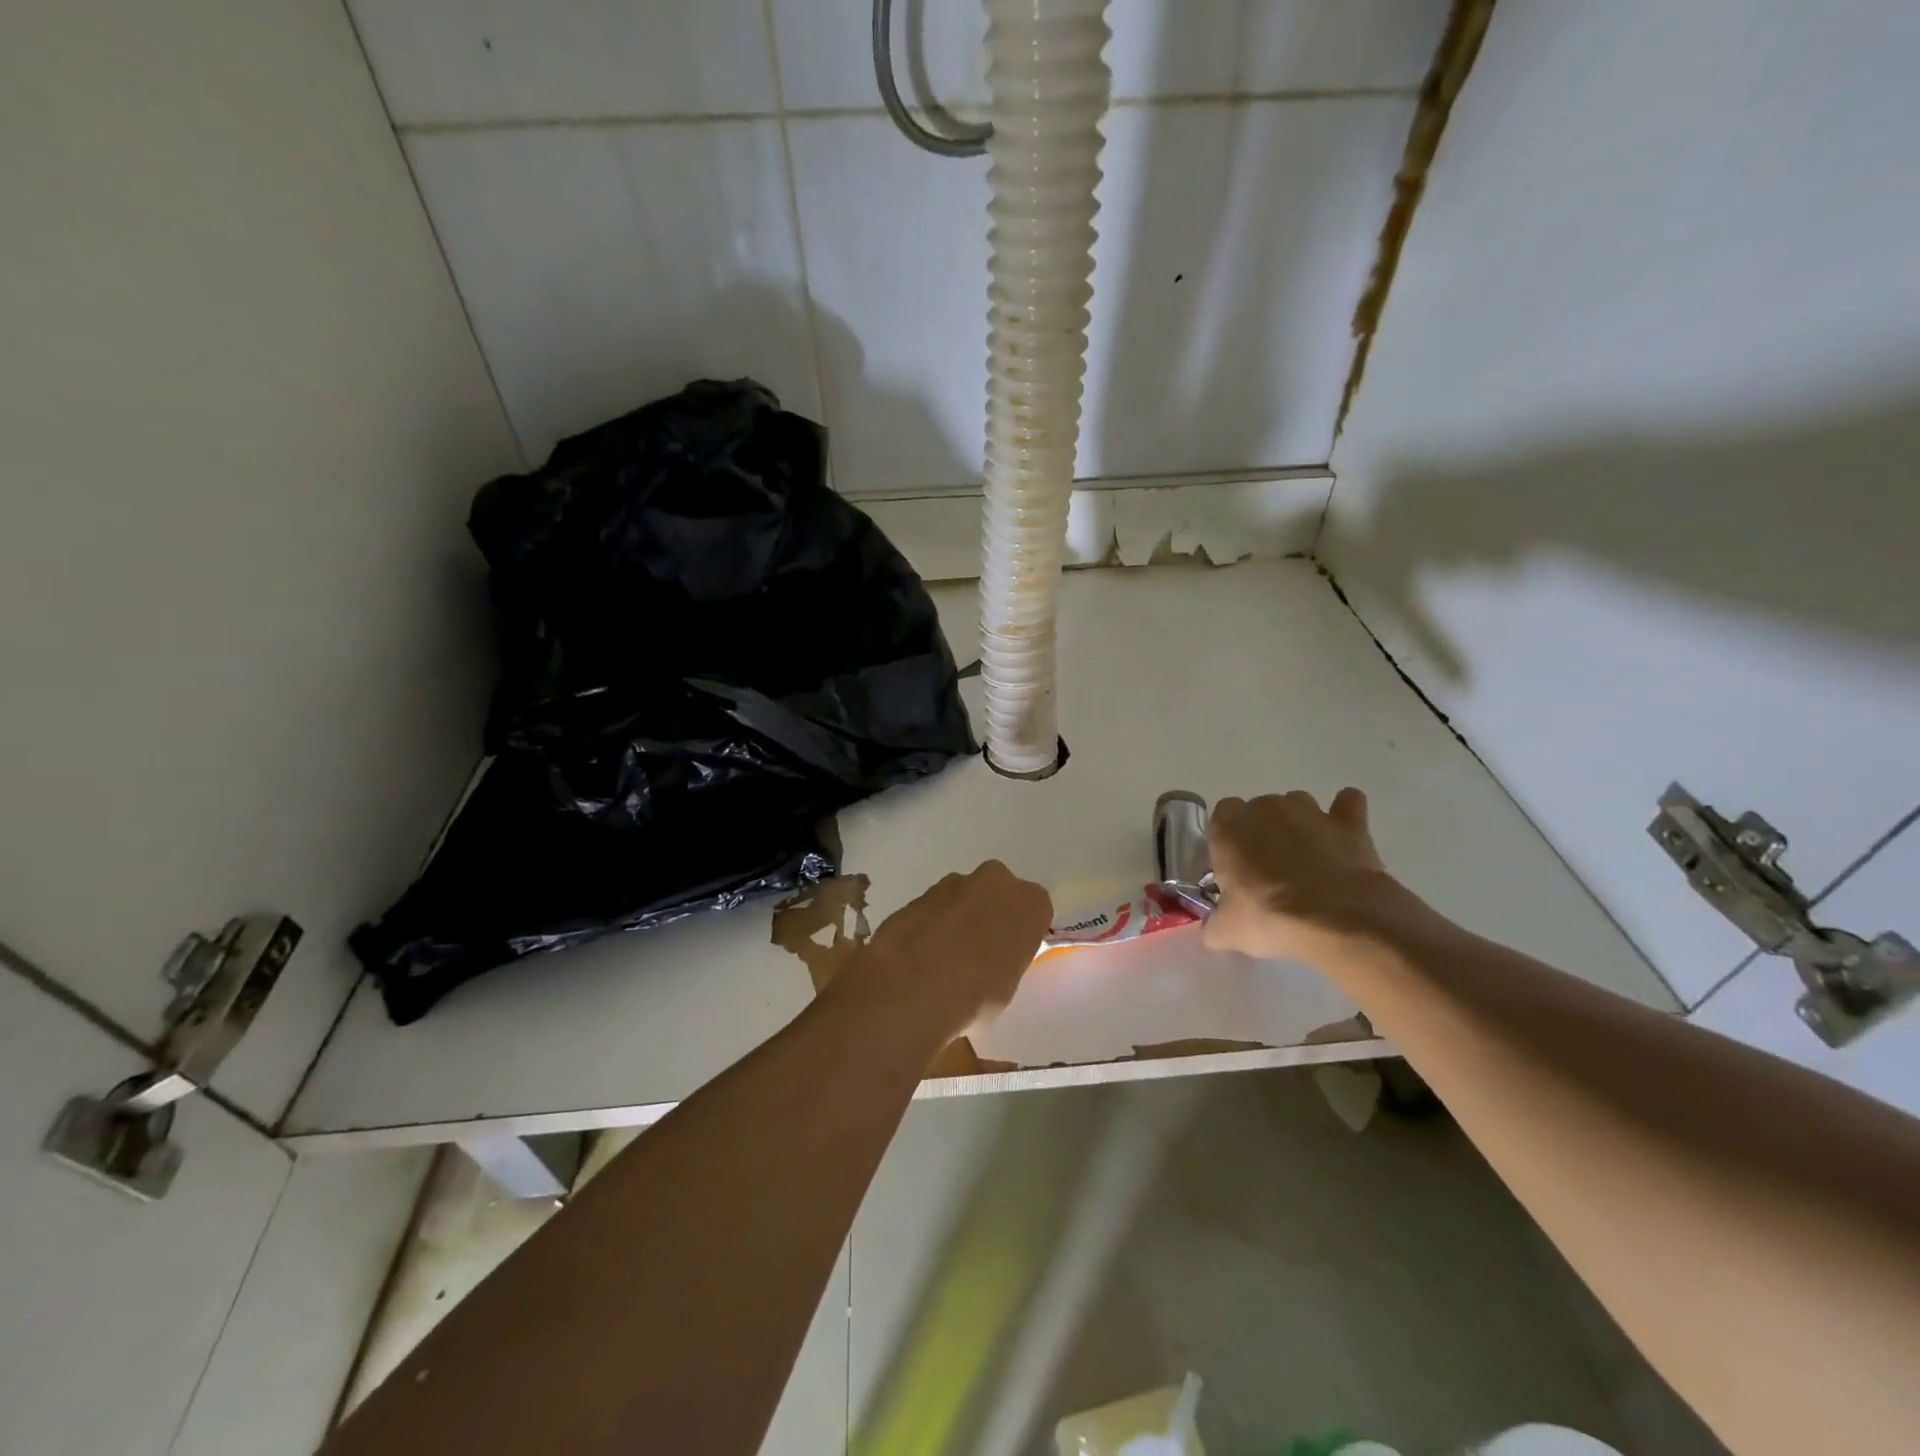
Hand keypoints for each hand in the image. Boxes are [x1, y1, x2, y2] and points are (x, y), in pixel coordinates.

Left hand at [838, 861, 1052, 1040]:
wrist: (916, 984)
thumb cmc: (979, 992)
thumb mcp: (1009, 985)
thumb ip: (1006, 960)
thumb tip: (992, 964)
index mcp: (1030, 902)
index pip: (1034, 911)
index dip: (1019, 933)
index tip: (1009, 955)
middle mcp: (995, 881)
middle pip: (996, 894)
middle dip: (987, 915)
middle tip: (978, 953)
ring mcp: (952, 883)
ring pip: (961, 899)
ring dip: (955, 920)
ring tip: (943, 961)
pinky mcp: (917, 895)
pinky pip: (932, 910)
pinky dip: (928, 926)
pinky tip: (919, 958)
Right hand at [1203, 788, 1399, 962]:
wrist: (1340, 920)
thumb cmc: (1271, 918)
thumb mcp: (1228, 932)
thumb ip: (1213, 924)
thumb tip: (1214, 928)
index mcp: (1229, 827)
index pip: (1220, 817)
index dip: (1226, 841)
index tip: (1233, 868)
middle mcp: (1266, 808)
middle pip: (1258, 810)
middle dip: (1261, 832)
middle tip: (1268, 870)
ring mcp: (1310, 811)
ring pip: (1297, 804)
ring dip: (1296, 824)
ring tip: (1304, 857)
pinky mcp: (1348, 823)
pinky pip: (1347, 803)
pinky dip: (1344, 812)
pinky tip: (1342, 834)